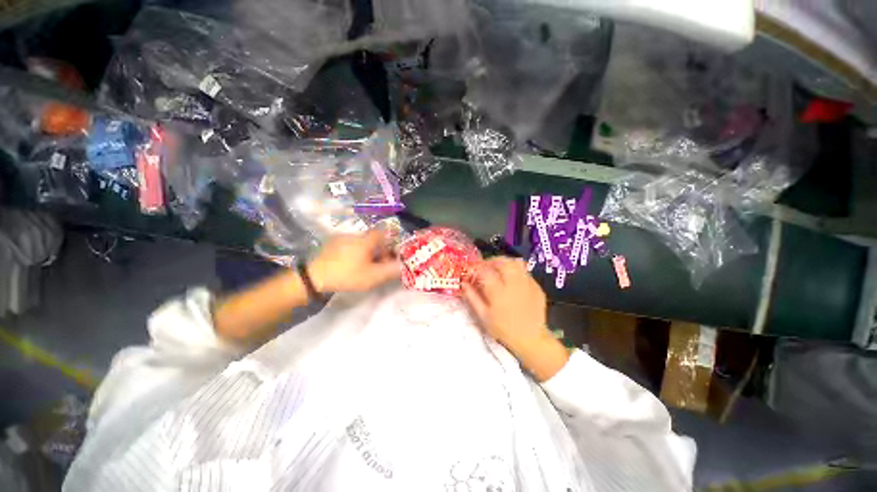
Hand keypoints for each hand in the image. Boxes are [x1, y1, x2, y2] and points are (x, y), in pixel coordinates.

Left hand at [308, 229, 400, 293]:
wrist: (314, 277)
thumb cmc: (347, 275)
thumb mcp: (373, 277)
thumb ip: (391, 271)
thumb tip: (404, 266)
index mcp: (366, 240)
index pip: (384, 234)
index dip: (389, 244)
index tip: (389, 257)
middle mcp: (355, 235)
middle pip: (373, 239)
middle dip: (379, 251)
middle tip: (377, 266)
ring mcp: (342, 238)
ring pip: (361, 243)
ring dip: (366, 253)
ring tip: (363, 268)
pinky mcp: (331, 244)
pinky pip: (350, 245)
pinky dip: (354, 253)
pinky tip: (349, 265)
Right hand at [462, 257, 568, 380]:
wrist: (531, 339)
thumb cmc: (503, 329)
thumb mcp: (483, 316)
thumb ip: (472, 297)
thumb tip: (463, 283)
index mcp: (498, 292)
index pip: (485, 271)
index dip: (477, 267)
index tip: (472, 270)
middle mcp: (514, 284)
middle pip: (502, 262)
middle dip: (491, 261)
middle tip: (485, 266)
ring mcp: (527, 284)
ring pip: (516, 263)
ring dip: (505, 262)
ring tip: (499, 269)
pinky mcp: (537, 287)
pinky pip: (525, 272)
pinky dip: (516, 271)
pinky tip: (512, 279)